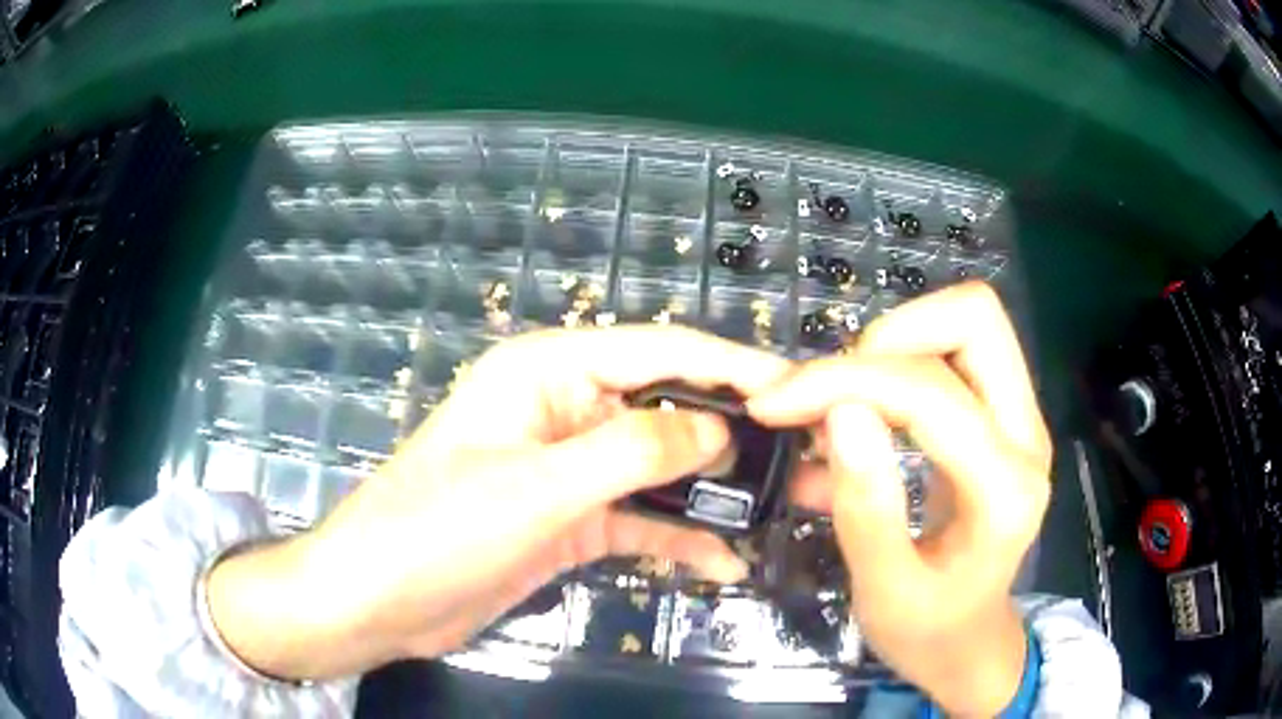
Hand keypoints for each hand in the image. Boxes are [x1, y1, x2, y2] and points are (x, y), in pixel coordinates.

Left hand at [206, 326, 792, 679]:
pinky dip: (677, 537)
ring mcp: (571, 471)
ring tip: (774, 507)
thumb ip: (632, 451)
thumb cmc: (439, 528)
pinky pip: (638, 520)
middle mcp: (565, 410)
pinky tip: (723, 559)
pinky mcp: (571, 521)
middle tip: (799, 455)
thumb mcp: (537, 485)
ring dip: (710, 490)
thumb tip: (720, 429)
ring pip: (658, 468)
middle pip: (665, 409)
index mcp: (548, 372)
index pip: (657, 352)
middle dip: (731, 433)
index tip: (793, 388)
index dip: (729, 366)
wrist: (380, 600)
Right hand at [749, 283, 1052, 715]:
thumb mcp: (883, 593)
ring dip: (895, 343)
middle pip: (975, 319)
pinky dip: (903, 360)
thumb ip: (867, 511)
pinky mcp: (1003, 416)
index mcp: (1005, 490)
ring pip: (968, 322)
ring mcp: (1022, 419)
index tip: (776, 403)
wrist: (970, 642)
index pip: (931, 393)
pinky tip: (864, 408)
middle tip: (830, 391)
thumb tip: (841, 413)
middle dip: (888, 337)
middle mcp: (1027, 436)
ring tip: (842, 398)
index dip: (846, 382)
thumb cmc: (927, 631)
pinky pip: (958, 350)